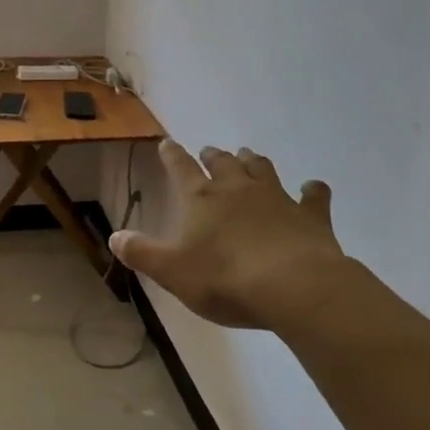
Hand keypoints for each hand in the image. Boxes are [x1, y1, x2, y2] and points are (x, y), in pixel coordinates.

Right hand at [109, 141, 347, 331]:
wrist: (294, 287)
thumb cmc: (226, 279)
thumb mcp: (172, 272)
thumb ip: (142, 253)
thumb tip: (115, 237)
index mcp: (202, 198)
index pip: (181, 168)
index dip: (172, 155)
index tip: (167, 143)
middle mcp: (238, 189)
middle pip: (223, 162)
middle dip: (214, 156)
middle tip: (210, 152)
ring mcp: (277, 198)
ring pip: (262, 169)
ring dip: (253, 162)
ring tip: (248, 157)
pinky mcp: (310, 216)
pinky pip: (314, 196)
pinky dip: (312, 190)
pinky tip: (313, 188)